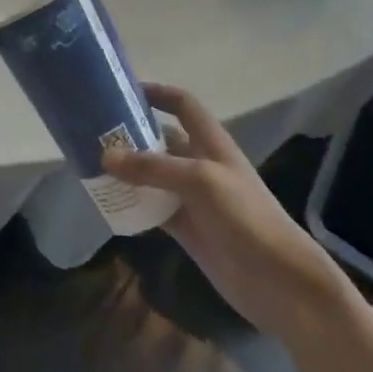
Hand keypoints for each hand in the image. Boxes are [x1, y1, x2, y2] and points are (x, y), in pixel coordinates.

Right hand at [105, 85, 346, 335]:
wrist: (280, 282)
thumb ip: (152, 168)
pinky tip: (109, 202)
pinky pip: (153, 208)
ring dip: (128, 170)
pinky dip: (133, 204)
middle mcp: (201, 164)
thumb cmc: (246, 217)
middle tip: (94, 131)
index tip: (123, 90)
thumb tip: (105, 156)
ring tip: (92, 163)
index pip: (183, 105)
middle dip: (132, 133)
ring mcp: (193, 198)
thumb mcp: (200, 181)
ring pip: (153, 175)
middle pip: (162, 139)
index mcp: (212, 143)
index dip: (157, 93)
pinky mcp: (187, 228)